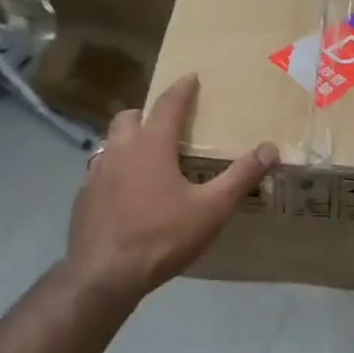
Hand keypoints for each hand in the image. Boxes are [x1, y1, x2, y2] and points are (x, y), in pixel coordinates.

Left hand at [66, 74, 276, 299]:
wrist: (104, 275)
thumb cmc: (162, 236)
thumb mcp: (211, 209)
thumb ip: (240, 176)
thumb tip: (270, 148)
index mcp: (152, 144)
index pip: (169, 104)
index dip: (182, 89)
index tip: (191, 77)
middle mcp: (120, 149)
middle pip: (130, 116)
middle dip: (148, 113)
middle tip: (165, 124)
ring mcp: (96, 172)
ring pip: (111, 142)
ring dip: (128, 140)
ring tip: (147, 157)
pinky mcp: (83, 197)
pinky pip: (100, 171)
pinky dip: (115, 170)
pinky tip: (126, 193)